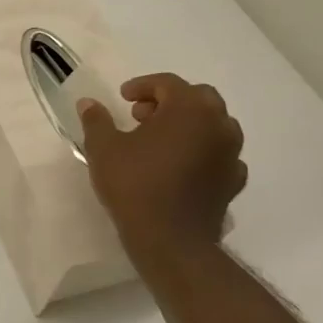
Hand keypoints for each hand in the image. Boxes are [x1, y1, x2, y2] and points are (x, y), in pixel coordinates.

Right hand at [77, 74, 246, 268]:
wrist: (170, 239)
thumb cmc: (135, 185)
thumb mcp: (104, 148)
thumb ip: (97, 120)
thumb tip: (88, 103)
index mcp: (189, 109)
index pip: (168, 83)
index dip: (142, 86)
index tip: (122, 98)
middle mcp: (218, 124)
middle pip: (198, 98)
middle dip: (169, 101)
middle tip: (141, 116)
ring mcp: (231, 153)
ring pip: (213, 125)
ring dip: (188, 124)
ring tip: (160, 141)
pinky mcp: (233, 180)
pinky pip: (220, 154)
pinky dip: (202, 151)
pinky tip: (181, 165)